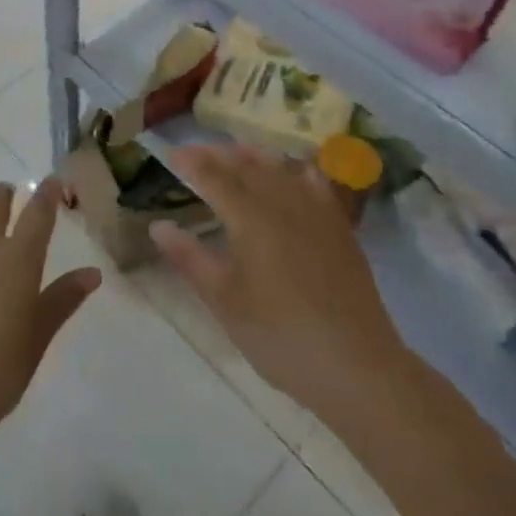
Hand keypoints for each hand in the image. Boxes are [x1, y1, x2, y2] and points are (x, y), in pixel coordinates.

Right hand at [152, 144, 402, 424]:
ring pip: (282, 168)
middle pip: (247, 166)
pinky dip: (298, 169)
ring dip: (256, 155)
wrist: (356, 365)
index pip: (215, 178)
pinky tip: (295, 171)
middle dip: (219, 154)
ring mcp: (317, 213)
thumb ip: (191, 259)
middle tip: (197, 151)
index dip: (192, 163)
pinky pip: (317, 183)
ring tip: (238, 150)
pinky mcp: (340, 227)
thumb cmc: (281, 337)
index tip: (172, 155)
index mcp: (251, 220)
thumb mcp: (226, 303)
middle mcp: (284, 204)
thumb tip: (158, 225)